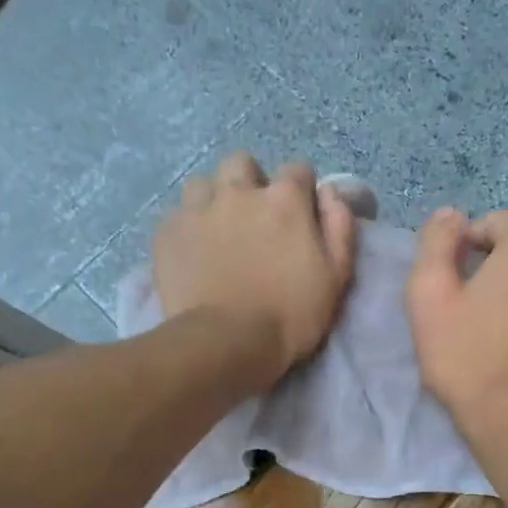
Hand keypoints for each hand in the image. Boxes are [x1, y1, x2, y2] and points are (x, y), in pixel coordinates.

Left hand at [153, 152, 357, 386]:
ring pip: (204, 184)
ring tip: (219, 232)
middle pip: (243, 164)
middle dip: (251, 183)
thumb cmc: (291, 315)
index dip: (301, 192)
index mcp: (284, 200)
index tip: (301, 216)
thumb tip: (330, 192)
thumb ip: (340, 226)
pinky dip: (188, 227)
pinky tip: (194, 253)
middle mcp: (239, 192)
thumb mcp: (336, 275)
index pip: (298, 170)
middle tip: (255, 219)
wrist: (226, 343)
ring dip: (214, 200)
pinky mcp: (167, 232)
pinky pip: (177, 214)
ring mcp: (197, 209)